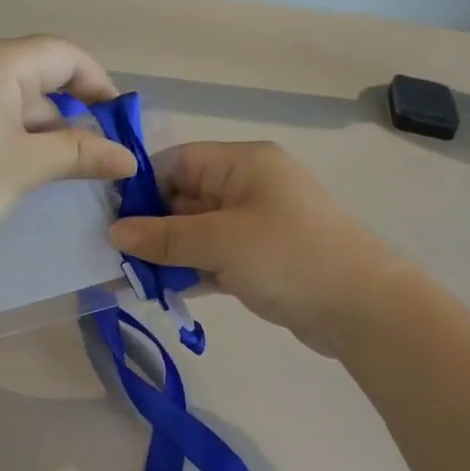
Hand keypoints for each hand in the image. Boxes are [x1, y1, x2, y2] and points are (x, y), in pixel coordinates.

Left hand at [0, 36, 136, 258]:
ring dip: (39, 127)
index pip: (63, 55)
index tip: (119, 122)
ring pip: (8, 95)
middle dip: (69, 112)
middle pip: (35, 73)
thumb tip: (128, 157)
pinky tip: (14, 167)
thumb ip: (81, 154)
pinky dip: (7, 131)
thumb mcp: (27, 166)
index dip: (99, 84)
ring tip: (57, 168)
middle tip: (91, 155)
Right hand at [108, 141, 401, 355]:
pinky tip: (159, 292)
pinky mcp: (259, 260)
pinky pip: (212, 258)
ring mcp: (254, 225)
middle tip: (109, 257)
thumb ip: (164, 237)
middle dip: (147, 228)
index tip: (106, 219)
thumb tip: (114, 232)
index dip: (140, 187)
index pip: (176, 162)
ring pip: (195, 233)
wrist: (363, 308)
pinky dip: (188, 272)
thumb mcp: (220, 242)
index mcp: (242, 164)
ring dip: (164, 255)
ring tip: (126, 279)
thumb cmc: (289, 257)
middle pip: (182, 198)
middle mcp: (247, 187)